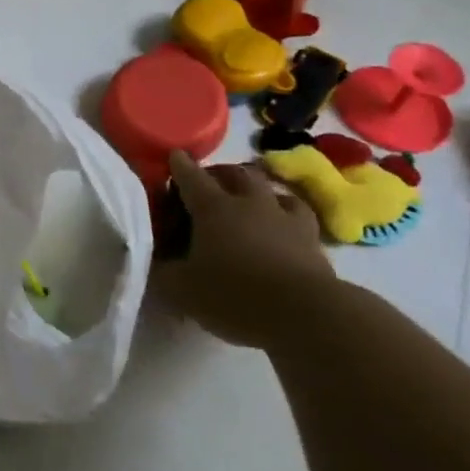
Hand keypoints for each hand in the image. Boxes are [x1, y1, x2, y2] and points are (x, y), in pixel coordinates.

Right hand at [159, 151, 334, 347]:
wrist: (305, 314)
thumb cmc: (233, 294)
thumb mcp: (181, 289)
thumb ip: (163, 270)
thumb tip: (155, 261)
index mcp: (213, 208)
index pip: (191, 176)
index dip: (179, 165)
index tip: (174, 156)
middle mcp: (250, 203)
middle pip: (236, 173)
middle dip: (220, 172)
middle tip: (209, 182)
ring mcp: (286, 218)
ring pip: (272, 189)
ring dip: (259, 189)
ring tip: (251, 199)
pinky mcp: (314, 240)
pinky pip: (299, 214)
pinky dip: (287, 214)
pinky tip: (284, 224)